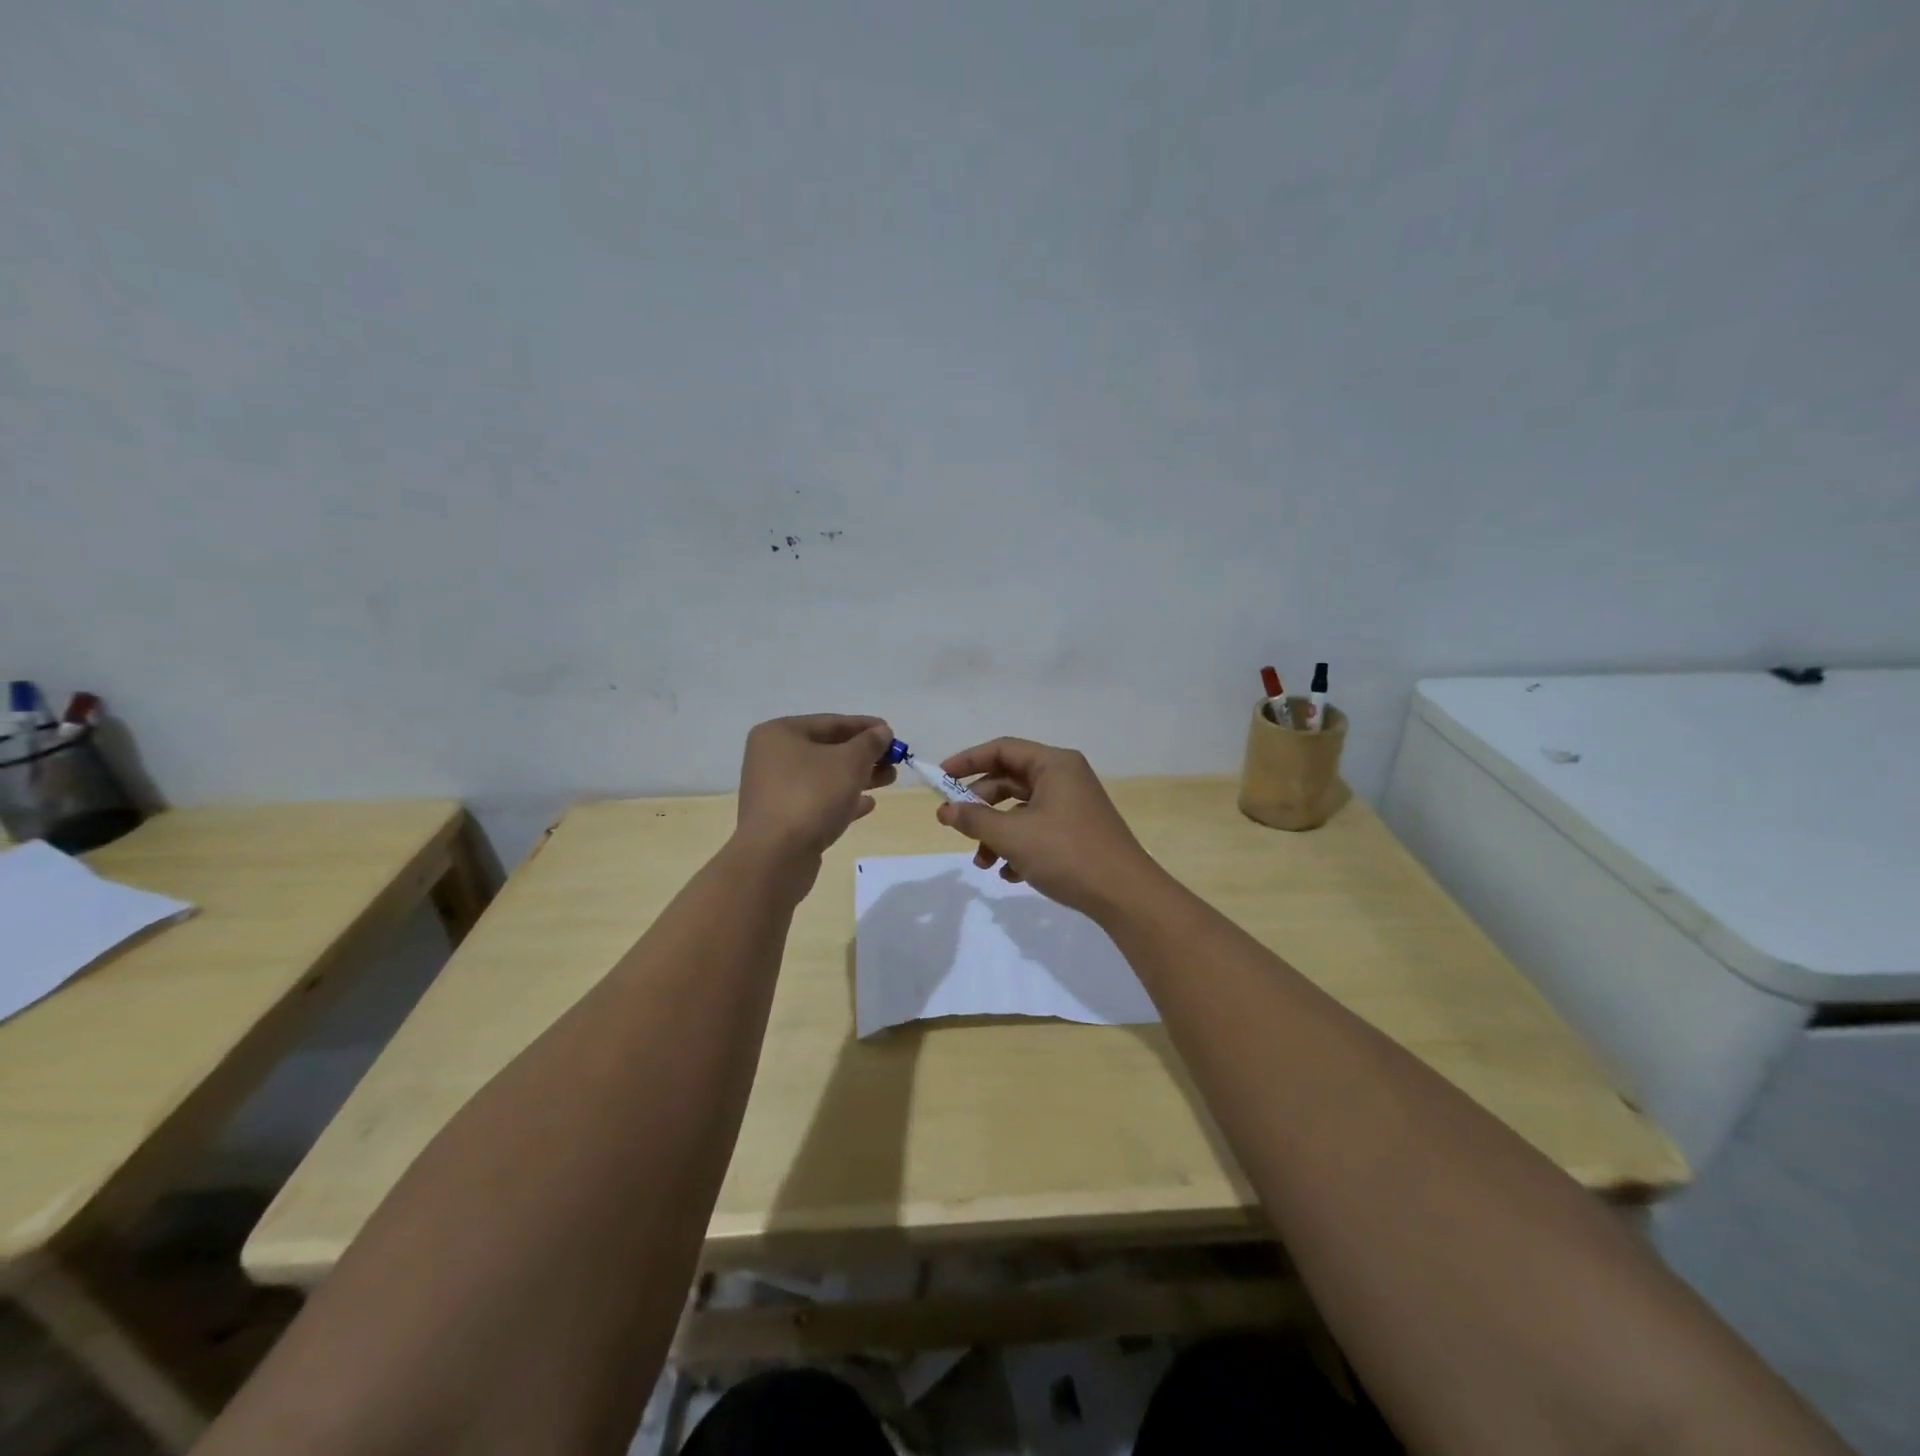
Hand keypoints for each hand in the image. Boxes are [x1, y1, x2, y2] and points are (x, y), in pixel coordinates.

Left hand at [735, 715, 896, 861]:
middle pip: (827, 749)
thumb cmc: (811, 796)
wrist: (776, 857)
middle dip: (864, 754)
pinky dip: (843, 800)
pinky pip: (818, 801)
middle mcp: (772, 758)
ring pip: (825, 777)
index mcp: (780, 734)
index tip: (892, 733)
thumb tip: (882, 732)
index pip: (830, 722)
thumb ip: (869, 743)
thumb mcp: (849, 762)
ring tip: (890, 780)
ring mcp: (775, 790)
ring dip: (858, 777)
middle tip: (895, 760)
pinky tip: (868, 804)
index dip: (865, 726)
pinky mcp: (782, 819)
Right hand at [935, 737, 1159, 918]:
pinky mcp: (1076, 832)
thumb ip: (974, 820)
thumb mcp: (1013, 836)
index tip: (938, 779)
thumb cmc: (1067, 854)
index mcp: (1054, 764)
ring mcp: (1072, 805)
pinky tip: (1010, 874)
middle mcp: (1064, 777)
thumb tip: (945, 810)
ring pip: (1020, 810)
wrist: (1125, 895)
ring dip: (996, 834)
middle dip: (980, 807)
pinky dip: (1018, 847)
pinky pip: (1037, 829)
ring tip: (984, 864)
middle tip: (955, 825)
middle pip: (1009, 781)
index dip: (967, 761)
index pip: (1001, 749)